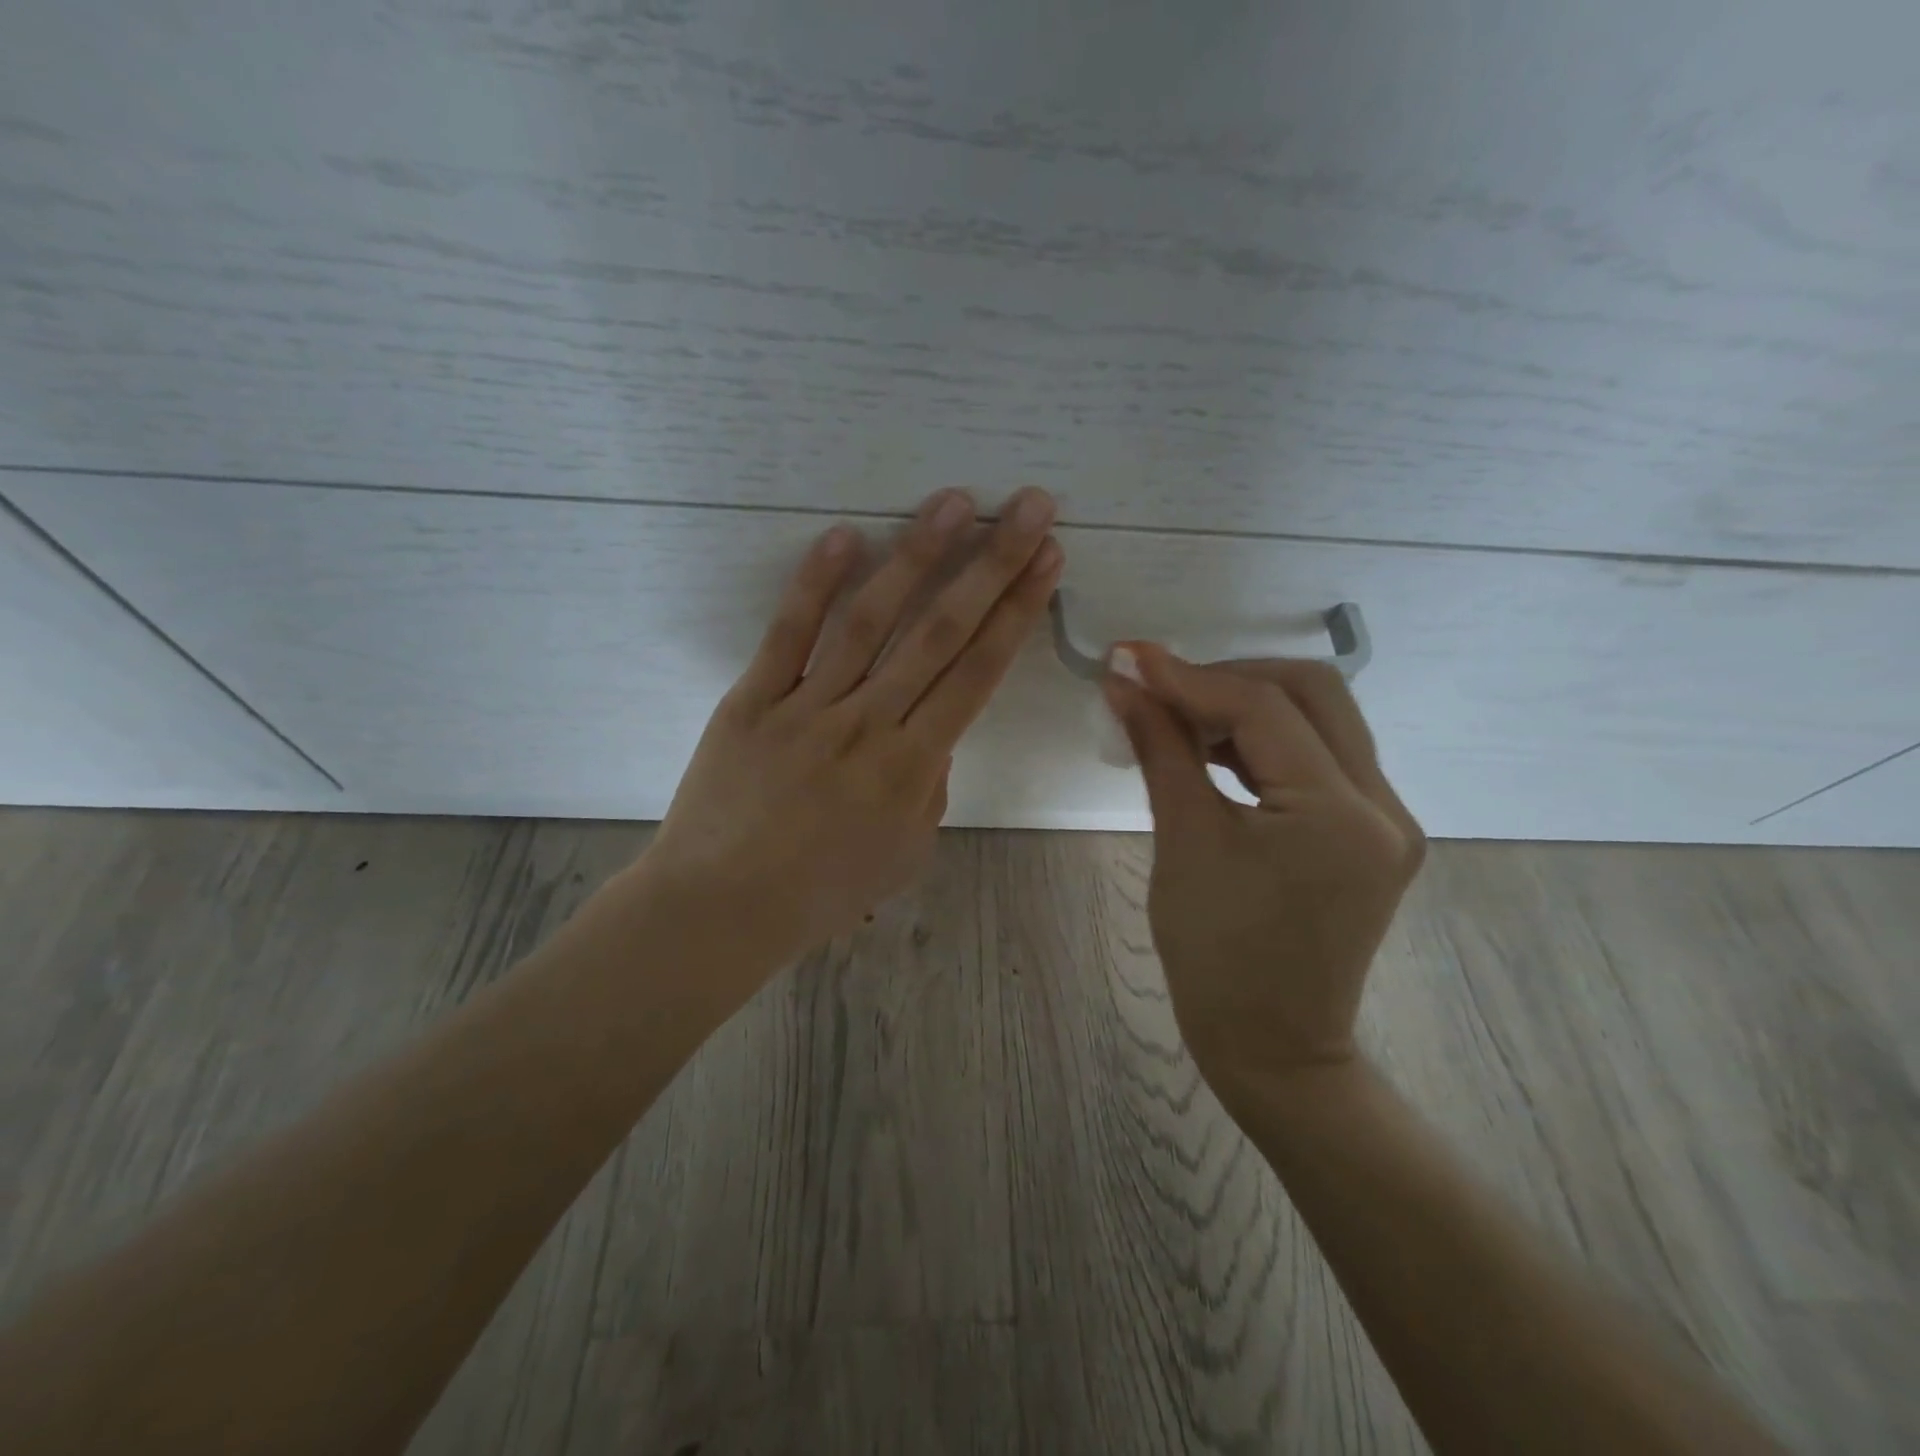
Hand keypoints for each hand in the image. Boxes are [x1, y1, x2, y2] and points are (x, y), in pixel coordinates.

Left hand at [639, 486, 1061, 976]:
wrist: (721, 908)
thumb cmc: (822, 891)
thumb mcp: (905, 851)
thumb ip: (930, 785)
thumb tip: (935, 730)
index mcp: (913, 767)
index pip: (978, 673)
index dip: (1017, 612)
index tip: (1047, 560)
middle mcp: (869, 724)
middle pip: (941, 632)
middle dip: (991, 564)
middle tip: (1025, 506)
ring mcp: (808, 707)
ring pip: (871, 620)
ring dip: (916, 556)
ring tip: (952, 501)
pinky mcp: (753, 700)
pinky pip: (788, 634)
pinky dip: (814, 584)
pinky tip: (843, 535)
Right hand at [1103, 646, 1424, 1091]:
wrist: (1273, 1046)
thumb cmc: (1216, 956)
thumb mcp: (1183, 842)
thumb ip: (1160, 749)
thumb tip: (1124, 684)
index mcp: (1340, 815)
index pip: (1264, 708)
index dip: (1190, 675)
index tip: (1129, 658)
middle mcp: (1383, 806)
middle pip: (1312, 693)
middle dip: (1230, 677)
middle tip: (1163, 688)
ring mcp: (1388, 820)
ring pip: (1322, 720)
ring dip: (1249, 705)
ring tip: (1181, 718)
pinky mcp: (1373, 834)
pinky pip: (1322, 758)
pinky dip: (1268, 741)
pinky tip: (1218, 751)